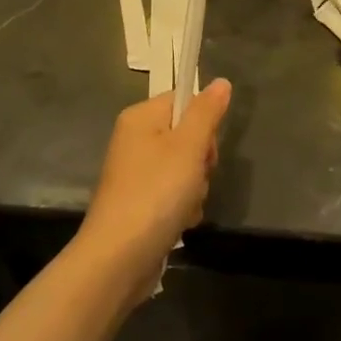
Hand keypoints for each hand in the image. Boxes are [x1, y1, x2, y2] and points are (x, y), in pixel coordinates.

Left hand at [81, 81, 230, 276]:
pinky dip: (182, 207)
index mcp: (141, 118)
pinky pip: (174, 194)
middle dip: (201, 160)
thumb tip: (221, 81)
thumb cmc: (155, 193)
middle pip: (187, 135)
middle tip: (195, 177)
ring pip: (185, 168)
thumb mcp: (188, 147)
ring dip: (195, 188)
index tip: (204, 147)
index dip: (203, 122)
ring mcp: (136, 173)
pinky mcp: (140, 203)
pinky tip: (180, 222)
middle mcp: (135, 140)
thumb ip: (206, 112)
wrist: (118, 258)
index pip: (183, 100)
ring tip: (185, 206)